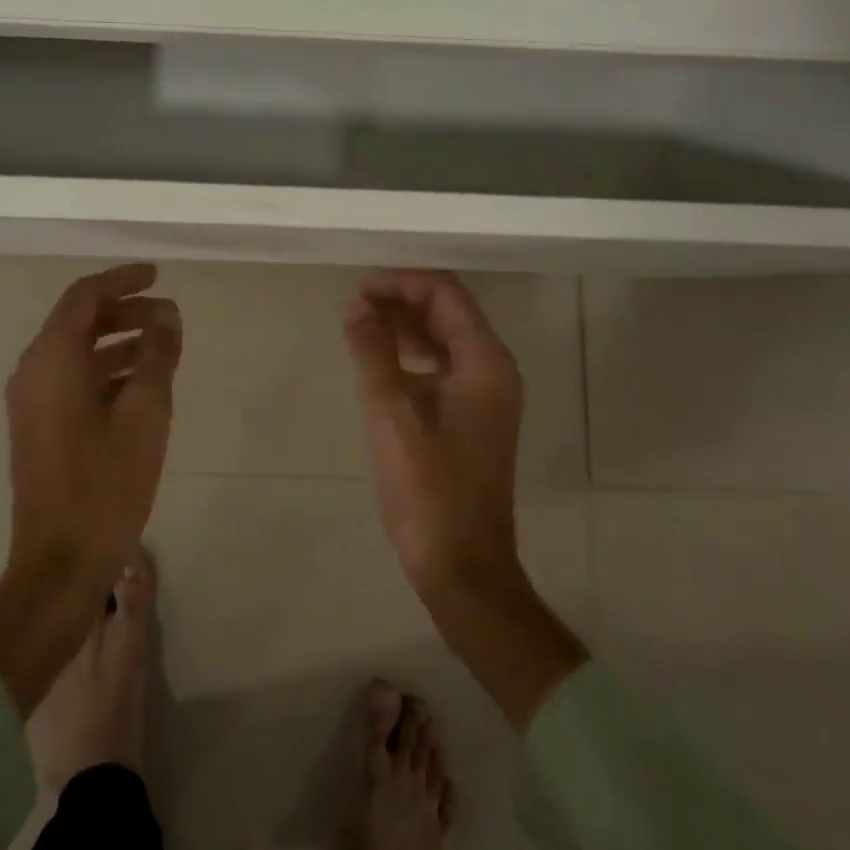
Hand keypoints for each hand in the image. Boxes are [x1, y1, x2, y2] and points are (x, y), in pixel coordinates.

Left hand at [0, 263, 180, 713]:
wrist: (60, 563)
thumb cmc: (106, 483)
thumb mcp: (146, 412)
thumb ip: (157, 354)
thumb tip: (167, 314)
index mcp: (52, 360)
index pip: (84, 297)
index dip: (122, 279)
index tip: (158, 275)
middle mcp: (34, 372)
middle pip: (79, 321)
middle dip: (125, 310)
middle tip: (168, 315)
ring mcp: (33, 402)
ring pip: (78, 351)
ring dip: (119, 340)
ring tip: (164, 346)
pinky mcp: (40, 426)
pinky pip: (73, 378)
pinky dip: (107, 370)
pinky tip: (143, 383)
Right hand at [342, 270, 524, 598]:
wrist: (463, 566)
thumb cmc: (427, 487)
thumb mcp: (391, 412)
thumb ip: (373, 351)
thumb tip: (355, 303)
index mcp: (484, 361)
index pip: (445, 294)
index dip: (401, 283)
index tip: (358, 291)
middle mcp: (494, 369)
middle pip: (449, 311)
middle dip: (402, 301)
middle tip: (354, 307)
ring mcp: (488, 394)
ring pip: (446, 337)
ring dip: (406, 326)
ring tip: (361, 328)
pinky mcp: (475, 416)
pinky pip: (445, 365)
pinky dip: (414, 353)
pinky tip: (383, 362)